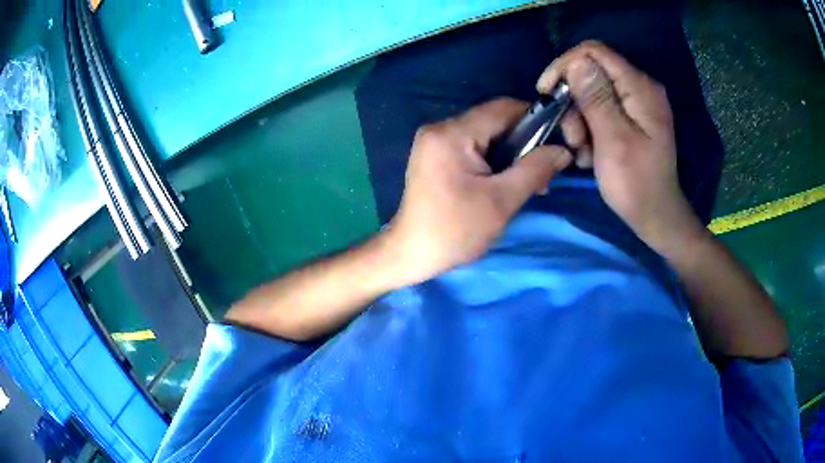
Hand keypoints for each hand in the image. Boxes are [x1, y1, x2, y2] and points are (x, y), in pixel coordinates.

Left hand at [387, 98, 571, 283]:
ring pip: (485, 134)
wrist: (411, 254)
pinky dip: (492, 159)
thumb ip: (535, 170)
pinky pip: (472, 146)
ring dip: (510, 153)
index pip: (503, 109)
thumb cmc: (455, 231)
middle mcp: (440, 128)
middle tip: (543, 172)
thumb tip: (563, 151)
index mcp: (452, 134)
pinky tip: (504, 181)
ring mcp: (434, 141)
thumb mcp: (502, 201)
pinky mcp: (434, 154)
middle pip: (493, 120)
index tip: (556, 142)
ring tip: (528, 181)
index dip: (535, 120)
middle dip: (523, 142)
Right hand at [537, 41, 704, 252]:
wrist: (656, 215)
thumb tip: (576, 61)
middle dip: (574, 102)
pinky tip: (591, 153)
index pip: (595, 52)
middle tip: (572, 137)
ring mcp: (636, 104)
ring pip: (593, 94)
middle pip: (592, 73)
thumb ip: (596, 98)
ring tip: (582, 152)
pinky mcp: (632, 118)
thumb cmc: (636, 183)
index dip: (566, 65)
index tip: (546, 91)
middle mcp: (640, 88)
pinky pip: (601, 110)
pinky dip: (590, 129)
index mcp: (640, 88)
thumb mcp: (613, 140)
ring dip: (580, 120)